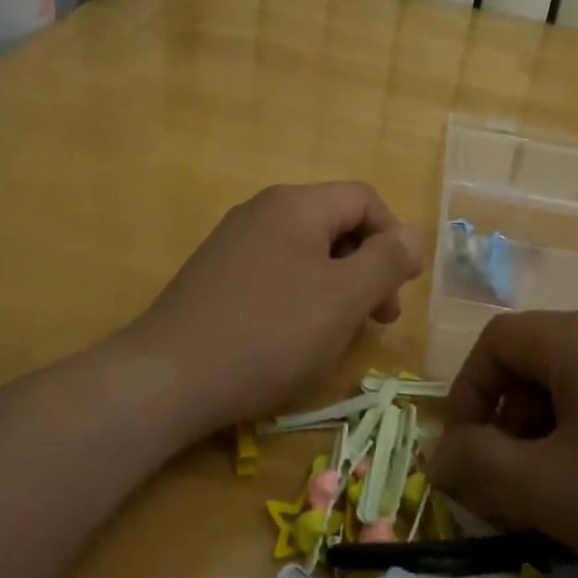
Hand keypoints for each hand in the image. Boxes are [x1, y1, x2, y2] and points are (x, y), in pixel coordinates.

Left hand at [129, 182, 421, 435]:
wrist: (167, 379)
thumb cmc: (270, 334)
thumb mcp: (343, 298)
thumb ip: (386, 261)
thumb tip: (409, 237)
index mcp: (296, 205)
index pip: (364, 199)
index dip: (394, 237)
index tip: (402, 288)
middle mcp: (262, 211)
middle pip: (335, 224)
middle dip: (368, 267)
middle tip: (379, 319)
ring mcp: (234, 243)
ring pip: (307, 252)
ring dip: (338, 286)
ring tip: (342, 332)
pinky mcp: (215, 276)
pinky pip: (276, 272)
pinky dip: (302, 296)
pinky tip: (298, 337)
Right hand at [428, 309, 577, 577]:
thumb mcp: (553, 494)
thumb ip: (480, 468)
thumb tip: (440, 453)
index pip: (496, 343)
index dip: (468, 397)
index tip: (469, 459)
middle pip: (541, 362)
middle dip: (513, 423)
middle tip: (518, 489)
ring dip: (557, 435)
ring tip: (572, 499)